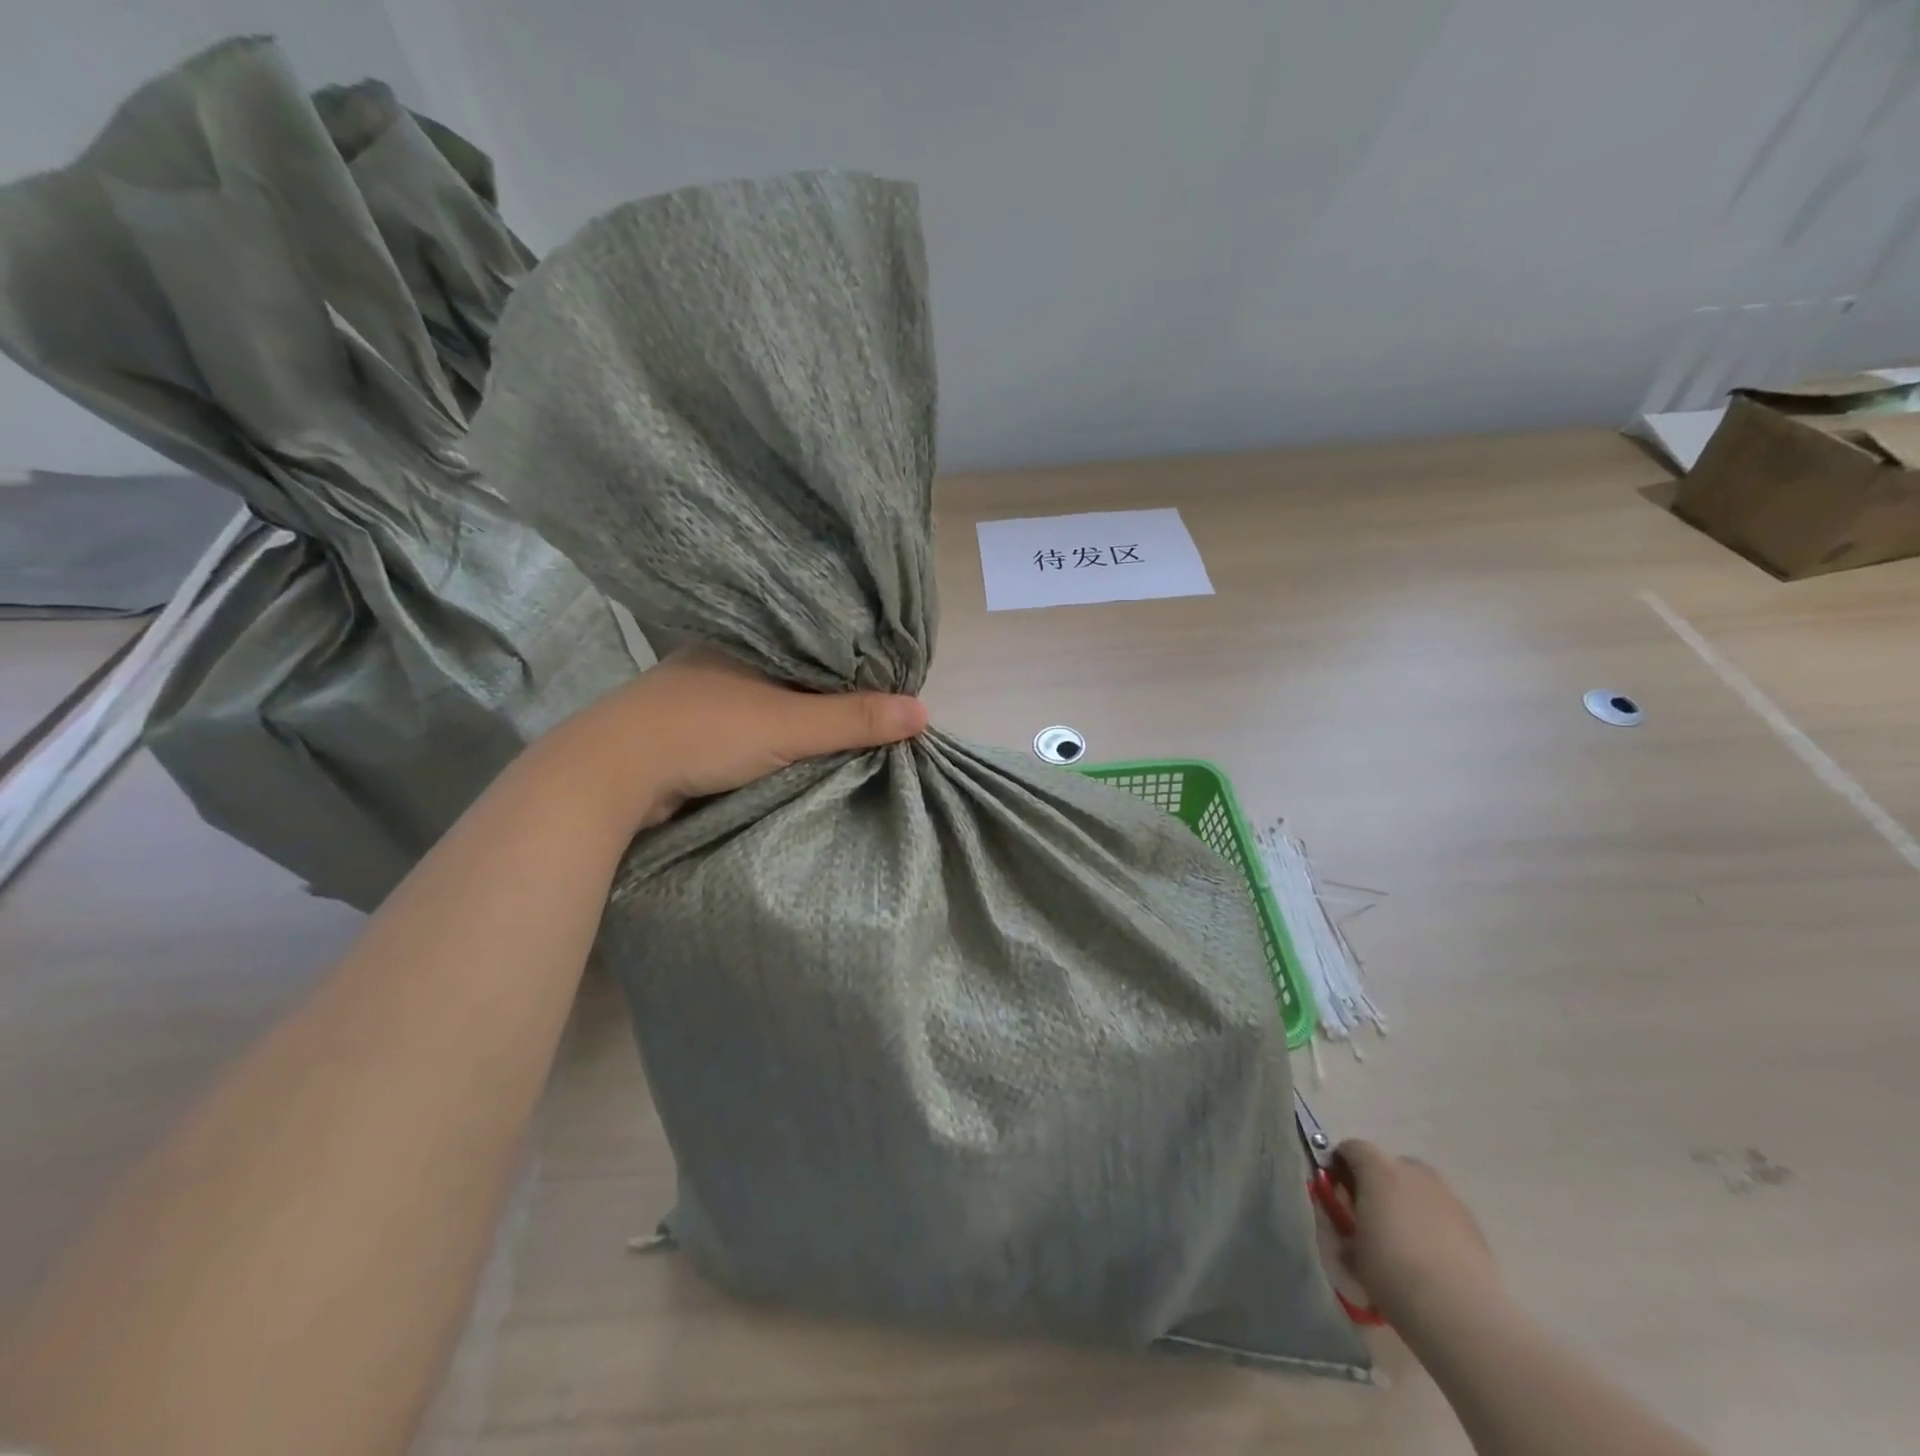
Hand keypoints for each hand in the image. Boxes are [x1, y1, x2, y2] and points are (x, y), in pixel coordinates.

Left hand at [536, 646, 929, 831]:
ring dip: (797, 720)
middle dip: (828, 694)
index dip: (853, 664)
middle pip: (792, 674)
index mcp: (745, 641)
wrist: (608, 776)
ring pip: (766, 702)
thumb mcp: (789, 725)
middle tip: (875, 713)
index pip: (814, 644)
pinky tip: (792, 750)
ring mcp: (698, 695)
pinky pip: (745, 727)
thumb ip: (853, 719)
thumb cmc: (704, 732)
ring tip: (845, 733)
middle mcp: (721, 660)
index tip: (888, 684)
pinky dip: (770, 738)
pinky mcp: (684, 730)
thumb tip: (924, 711)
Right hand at [1333, 1141, 1502, 1326]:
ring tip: (1404, 1244)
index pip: (1350, 1148)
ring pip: (1419, 1190)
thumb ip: (1344, 1228)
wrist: (1460, 1313)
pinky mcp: (1474, 1225)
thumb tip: (1347, 1230)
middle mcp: (1413, 1172)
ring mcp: (1448, 1196)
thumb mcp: (1350, 1251)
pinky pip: (1442, 1214)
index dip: (1339, 1166)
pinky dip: (1433, 1227)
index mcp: (1377, 1168)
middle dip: (1377, 1185)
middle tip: (1369, 1218)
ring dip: (1407, 1205)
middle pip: (1388, 1165)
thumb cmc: (1392, 1272)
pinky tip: (1431, 1260)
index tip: (1336, 1193)